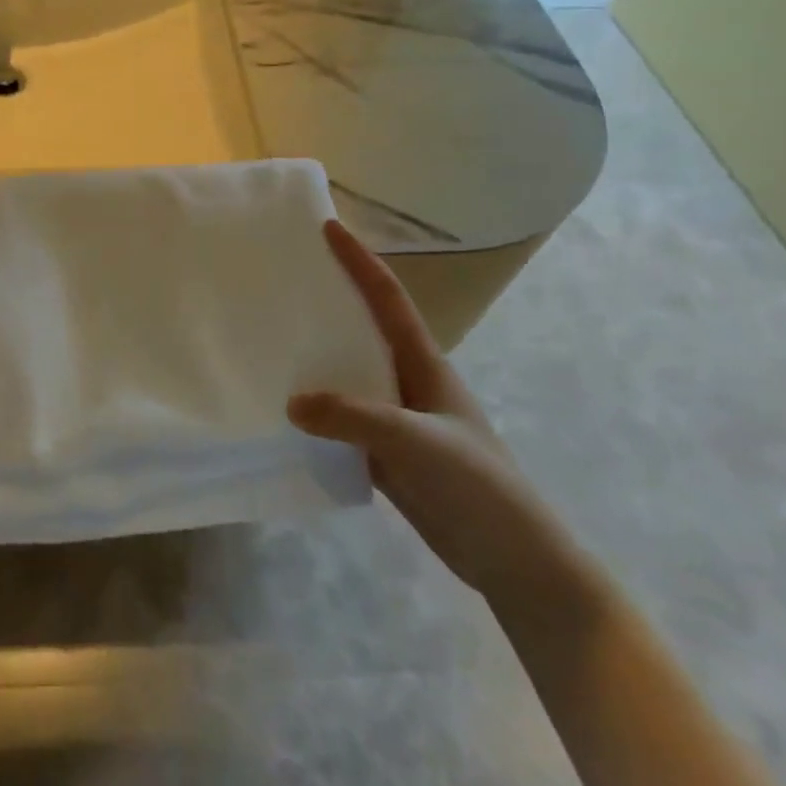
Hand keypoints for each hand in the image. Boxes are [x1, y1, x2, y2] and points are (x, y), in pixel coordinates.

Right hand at [289, 221, 586, 611]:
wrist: (513, 559)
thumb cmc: (478, 486)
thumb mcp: (417, 443)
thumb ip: (354, 418)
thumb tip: (291, 401)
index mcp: (423, 363)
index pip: (387, 297)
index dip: (359, 260)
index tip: (328, 226)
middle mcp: (407, 380)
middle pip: (363, 326)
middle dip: (331, 295)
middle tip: (287, 275)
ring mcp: (396, 417)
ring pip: (349, 371)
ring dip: (317, 351)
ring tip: (272, 334)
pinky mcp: (385, 452)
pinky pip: (342, 415)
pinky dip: (316, 405)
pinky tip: (285, 407)